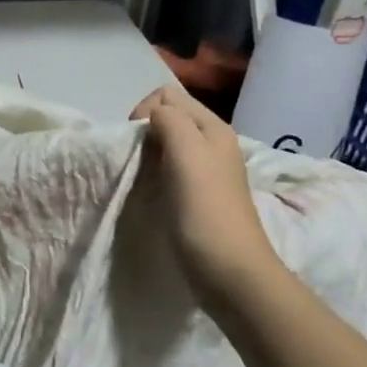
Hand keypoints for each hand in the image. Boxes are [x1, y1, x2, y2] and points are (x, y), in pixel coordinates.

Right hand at [131, 86, 287, 313]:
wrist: (230, 271)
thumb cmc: (205, 209)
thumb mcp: (187, 152)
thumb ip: (169, 121)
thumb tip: (153, 116)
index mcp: (212, 128)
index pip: (168, 95)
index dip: (145, 110)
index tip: (137, 141)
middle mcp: (211, 143)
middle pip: (169, 116)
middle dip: (146, 130)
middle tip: (138, 159)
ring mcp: (206, 170)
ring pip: (167, 142)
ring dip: (149, 152)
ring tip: (142, 174)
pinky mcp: (197, 194)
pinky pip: (169, 167)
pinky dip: (155, 171)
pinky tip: (152, 189)